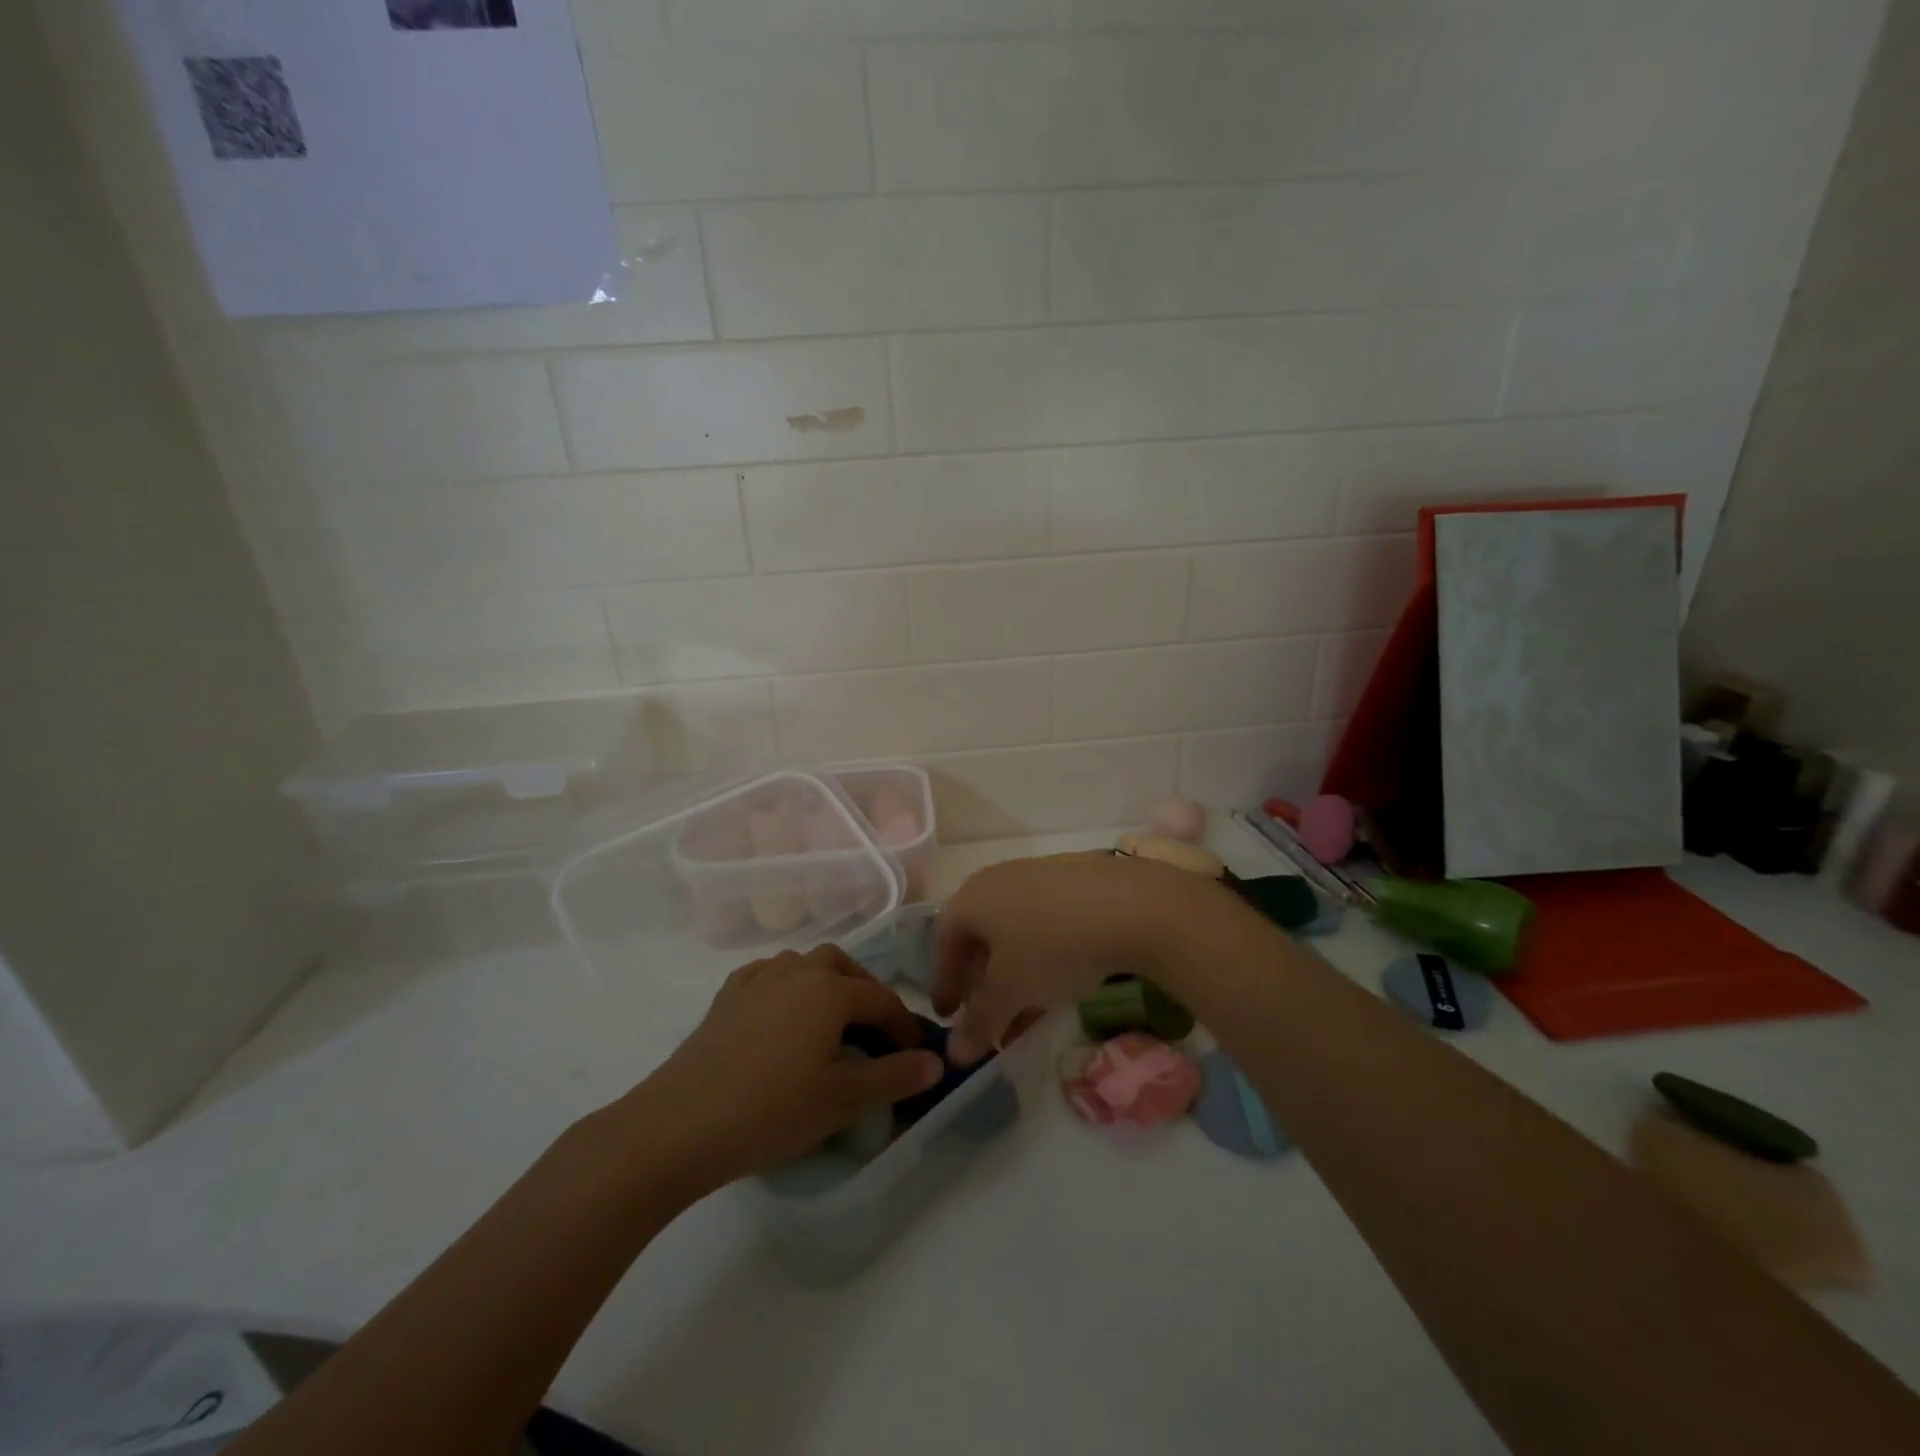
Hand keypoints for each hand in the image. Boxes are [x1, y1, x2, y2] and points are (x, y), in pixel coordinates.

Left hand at [629, 946, 944, 1193]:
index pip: (882, 1001)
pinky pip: (769, 976)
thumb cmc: (770, 1111)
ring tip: (833, 1023)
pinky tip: (783, 1015)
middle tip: (876, 1033)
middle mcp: (796, 970)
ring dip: (827, 985)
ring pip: (805, 965)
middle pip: (843, 968)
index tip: (919, 1055)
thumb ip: (894, 1076)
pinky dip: (788, 987)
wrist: (678, 1126)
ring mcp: (757, 979)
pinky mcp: (726, 997)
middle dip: (867, 994)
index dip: (905, 1028)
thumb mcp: (842, 1099)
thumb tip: (936, 1061)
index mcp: (830, 989)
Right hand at [932, 854, 1214, 1062]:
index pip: (943, 942)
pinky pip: (1041, 922)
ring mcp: (1037, 876)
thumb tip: (954, 1054)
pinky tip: (1056, 985)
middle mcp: (998, 879)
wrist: (1132, 905)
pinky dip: (1039, 956)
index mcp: (971, 897)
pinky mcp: (1073, 880)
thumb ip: (979, 1022)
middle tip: (984, 1017)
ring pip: (1012, 931)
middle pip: (977, 935)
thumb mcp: (1011, 991)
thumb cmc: (1052, 946)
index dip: (943, 983)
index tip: (946, 1017)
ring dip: (1011, 974)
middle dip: (979, 982)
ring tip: (1023, 1012)